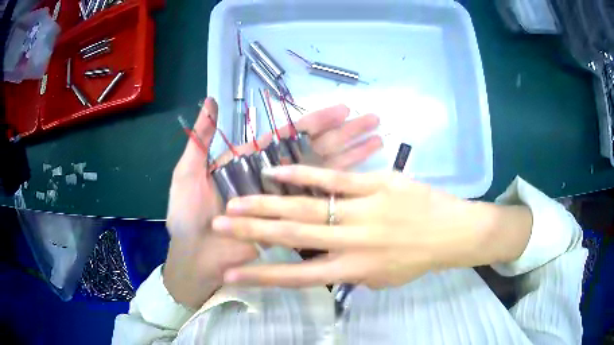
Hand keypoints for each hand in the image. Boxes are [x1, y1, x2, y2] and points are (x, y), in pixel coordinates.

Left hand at [164, 99, 382, 307]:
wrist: (195, 258)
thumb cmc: (188, 216)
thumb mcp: (188, 174)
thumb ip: (200, 140)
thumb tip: (210, 102)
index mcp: (253, 161)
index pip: (291, 135)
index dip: (317, 121)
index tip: (343, 109)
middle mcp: (275, 177)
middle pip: (316, 149)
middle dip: (345, 133)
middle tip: (372, 118)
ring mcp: (286, 200)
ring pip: (325, 172)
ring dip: (352, 155)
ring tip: (378, 138)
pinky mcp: (292, 222)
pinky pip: (320, 203)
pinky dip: (343, 190)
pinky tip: (365, 177)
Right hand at [212, 165, 532, 288]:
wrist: (451, 232)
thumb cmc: (416, 259)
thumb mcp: (381, 278)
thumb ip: (350, 273)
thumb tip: (324, 262)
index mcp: (353, 270)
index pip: (297, 277)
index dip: (260, 277)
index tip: (229, 274)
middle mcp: (351, 242)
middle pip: (292, 237)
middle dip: (250, 233)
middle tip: (218, 226)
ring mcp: (362, 210)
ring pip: (306, 207)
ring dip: (267, 205)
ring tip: (236, 202)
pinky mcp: (375, 184)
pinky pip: (333, 179)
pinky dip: (302, 175)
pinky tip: (275, 171)